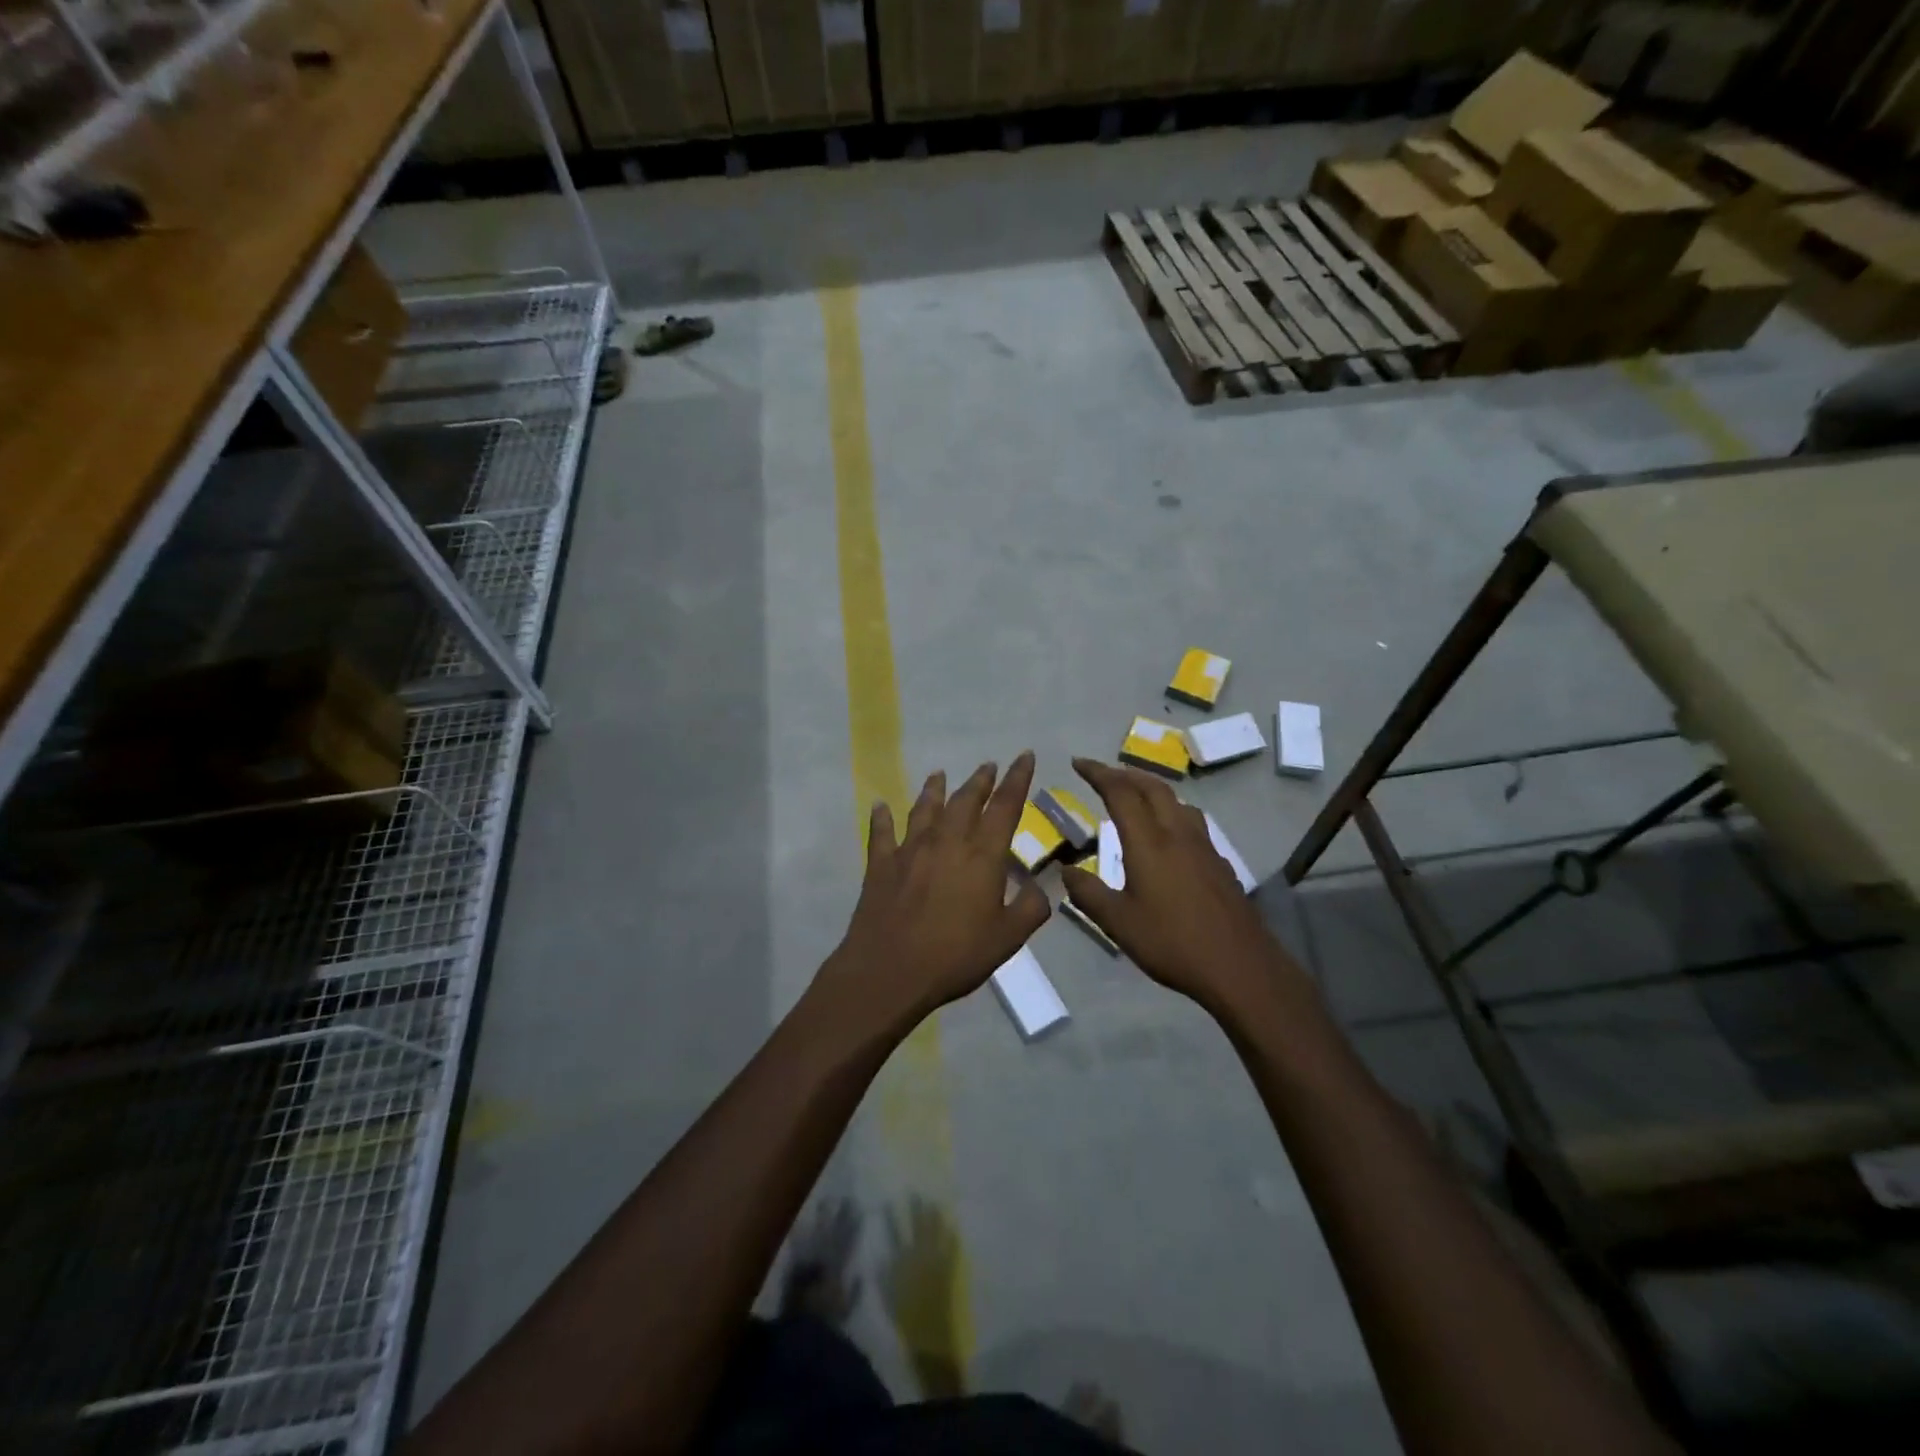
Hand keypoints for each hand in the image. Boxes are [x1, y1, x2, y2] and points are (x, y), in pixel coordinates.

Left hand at [821, 753, 1049, 1029]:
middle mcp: (946, 841)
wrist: (889, 971)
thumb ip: (1030, 908)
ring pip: (925, 809)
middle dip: (980, 780)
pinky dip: (882, 817)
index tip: (1024, 756)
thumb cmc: (955, 956)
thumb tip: (1043, 887)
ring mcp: (910, 850)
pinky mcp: (881, 865)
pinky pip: (882, 833)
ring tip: (939, 773)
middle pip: (965, 800)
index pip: (1005, 807)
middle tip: (988, 765)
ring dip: (934, 789)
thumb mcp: (1007, 938)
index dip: (1017, 779)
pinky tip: (880, 805)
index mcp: (982, 855)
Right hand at [1059, 757, 1304, 1019]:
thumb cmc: (1173, 943)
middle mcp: (1178, 834)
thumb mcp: (1119, 923)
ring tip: (1136, 797)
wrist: (1240, 967)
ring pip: (1177, 802)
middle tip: (1103, 774)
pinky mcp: (1219, 864)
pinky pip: (1192, 824)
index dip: (1098, 773)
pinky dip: (1172, 814)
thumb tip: (1066, 871)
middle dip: (1125, 774)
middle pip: (1153, 788)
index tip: (1078, 764)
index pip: (1121, 793)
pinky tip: (1169, 837)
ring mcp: (1204, 847)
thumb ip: (1088, 894)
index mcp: (1149, 842)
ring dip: (1152, 790)